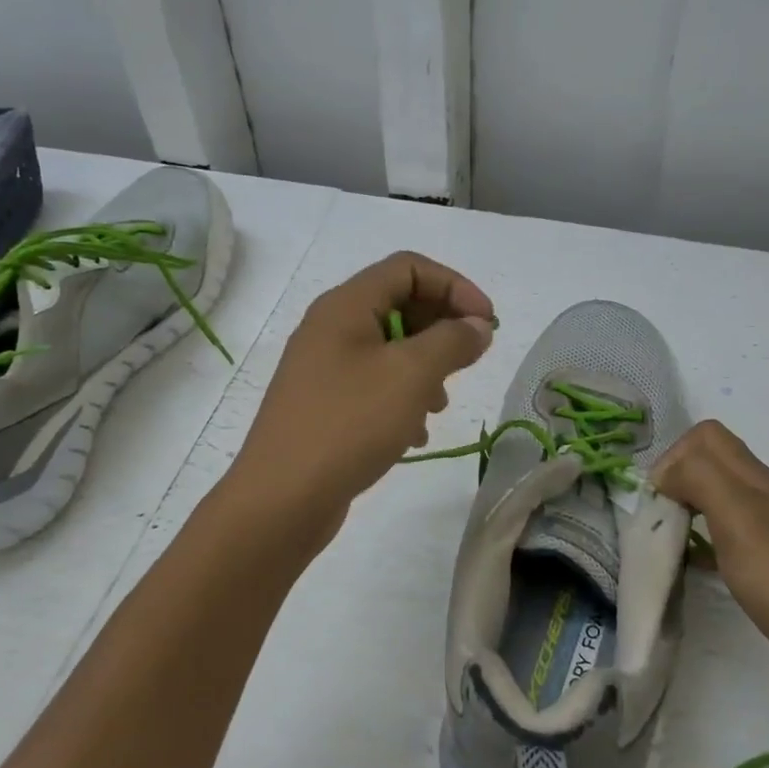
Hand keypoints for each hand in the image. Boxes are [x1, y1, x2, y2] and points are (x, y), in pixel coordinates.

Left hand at [228, 252, 494, 540]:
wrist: (282, 500)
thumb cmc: (349, 424)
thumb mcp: (412, 375)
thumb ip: (452, 341)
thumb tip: (477, 326)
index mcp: (345, 305)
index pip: (408, 267)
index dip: (455, 286)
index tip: (487, 323)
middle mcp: (330, 328)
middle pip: (398, 305)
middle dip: (441, 329)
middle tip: (467, 363)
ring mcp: (323, 368)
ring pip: (389, 350)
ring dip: (424, 369)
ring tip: (438, 406)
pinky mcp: (323, 405)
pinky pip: (373, 385)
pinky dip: (401, 399)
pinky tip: (413, 434)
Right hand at [654, 420, 768, 716]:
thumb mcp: (740, 517)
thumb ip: (701, 479)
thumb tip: (665, 472)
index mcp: (758, 482)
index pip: (708, 437)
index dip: (674, 456)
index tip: (658, 498)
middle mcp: (768, 501)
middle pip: (714, 466)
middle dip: (677, 482)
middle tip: (658, 520)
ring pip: (722, 504)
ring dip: (690, 512)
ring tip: (670, 544)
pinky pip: (732, 542)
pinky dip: (706, 547)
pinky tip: (699, 572)